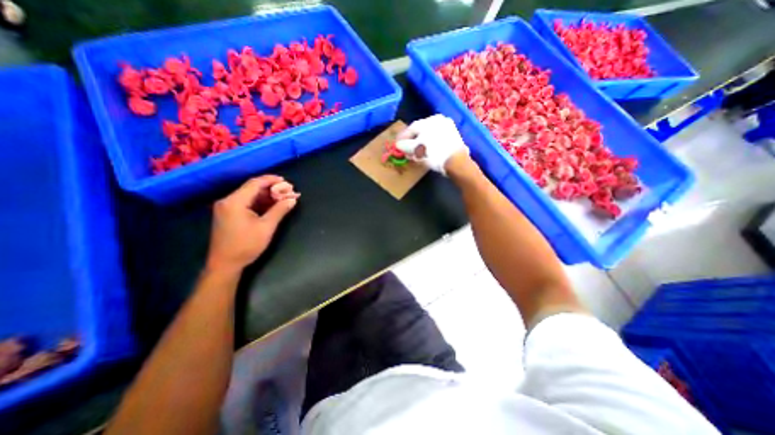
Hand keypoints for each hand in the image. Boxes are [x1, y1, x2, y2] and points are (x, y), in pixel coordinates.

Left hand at [206, 174, 298, 272]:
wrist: (225, 264)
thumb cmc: (246, 245)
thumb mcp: (266, 227)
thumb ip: (279, 210)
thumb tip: (292, 199)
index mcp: (235, 202)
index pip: (254, 184)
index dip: (271, 180)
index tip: (285, 180)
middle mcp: (228, 201)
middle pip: (252, 189)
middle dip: (271, 189)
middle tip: (287, 191)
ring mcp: (227, 208)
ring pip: (250, 196)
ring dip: (266, 196)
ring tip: (283, 198)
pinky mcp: (228, 215)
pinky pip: (246, 203)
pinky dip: (260, 203)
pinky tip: (272, 205)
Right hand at [397, 113, 468, 173]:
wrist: (456, 162)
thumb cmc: (434, 153)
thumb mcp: (416, 150)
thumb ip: (405, 145)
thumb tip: (398, 144)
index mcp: (429, 120)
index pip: (411, 128)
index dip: (402, 137)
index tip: (396, 145)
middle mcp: (439, 120)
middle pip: (420, 131)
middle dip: (412, 141)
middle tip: (406, 150)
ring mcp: (448, 127)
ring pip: (429, 135)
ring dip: (421, 144)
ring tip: (416, 153)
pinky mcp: (454, 136)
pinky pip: (437, 139)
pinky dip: (430, 145)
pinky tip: (428, 152)